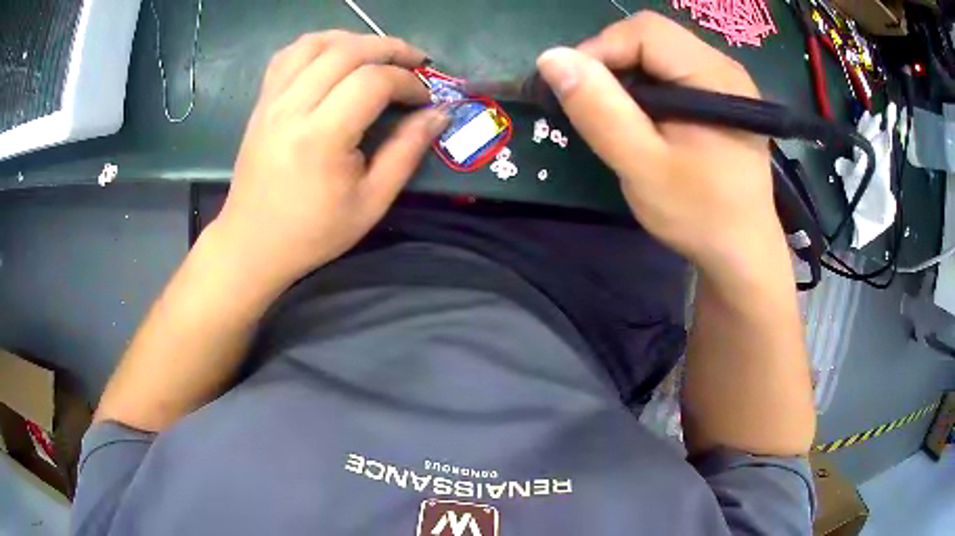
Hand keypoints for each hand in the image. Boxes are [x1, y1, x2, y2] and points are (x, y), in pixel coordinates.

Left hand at [212, 31, 447, 285]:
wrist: (253, 243)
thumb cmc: (313, 232)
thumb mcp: (371, 202)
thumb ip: (407, 152)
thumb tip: (438, 114)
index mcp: (321, 137)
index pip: (372, 81)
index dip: (407, 82)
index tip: (424, 99)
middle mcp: (292, 108)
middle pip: (347, 51)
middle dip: (390, 49)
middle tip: (415, 63)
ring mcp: (272, 101)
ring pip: (315, 43)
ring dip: (354, 39)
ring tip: (377, 54)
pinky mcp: (261, 102)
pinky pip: (288, 55)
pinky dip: (318, 45)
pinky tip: (335, 57)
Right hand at [536, 12, 782, 275]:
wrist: (742, 252)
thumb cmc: (699, 215)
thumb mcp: (643, 167)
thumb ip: (599, 110)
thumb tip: (551, 58)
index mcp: (715, 77)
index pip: (644, 32)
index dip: (599, 50)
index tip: (574, 91)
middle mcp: (724, 67)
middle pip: (651, 36)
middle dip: (612, 63)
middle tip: (595, 107)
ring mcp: (725, 80)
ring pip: (658, 52)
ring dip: (626, 76)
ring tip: (617, 116)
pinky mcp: (720, 96)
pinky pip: (671, 70)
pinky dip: (644, 86)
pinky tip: (643, 119)